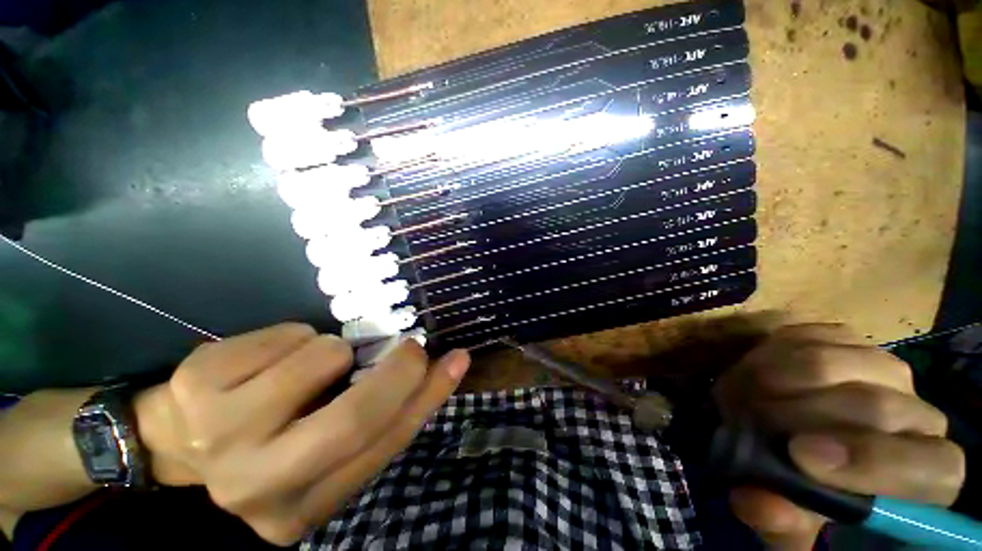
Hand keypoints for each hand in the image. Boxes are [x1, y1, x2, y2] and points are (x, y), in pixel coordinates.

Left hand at [133, 323, 469, 544]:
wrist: (181, 436)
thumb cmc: (273, 438)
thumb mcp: (328, 442)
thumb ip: (376, 417)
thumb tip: (430, 372)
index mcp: (301, 509)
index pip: (383, 446)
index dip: (428, 398)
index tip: (456, 360)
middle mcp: (259, 486)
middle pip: (354, 418)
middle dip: (398, 371)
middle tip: (413, 347)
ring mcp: (220, 436)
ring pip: (323, 358)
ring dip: (335, 350)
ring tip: (313, 363)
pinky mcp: (198, 386)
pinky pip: (290, 335)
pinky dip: (299, 336)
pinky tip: (273, 360)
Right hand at [714, 324, 964, 549]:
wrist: (800, 439)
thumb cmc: (808, 492)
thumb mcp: (793, 522)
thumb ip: (782, 524)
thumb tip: (759, 503)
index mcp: (926, 475)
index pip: (933, 467)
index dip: (872, 461)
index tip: (798, 454)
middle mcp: (919, 414)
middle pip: (875, 406)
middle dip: (796, 414)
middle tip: (744, 421)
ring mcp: (883, 366)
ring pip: (833, 362)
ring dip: (773, 380)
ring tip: (743, 398)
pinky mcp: (844, 338)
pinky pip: (804, 337)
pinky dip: (767, 355)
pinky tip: (755, 374)